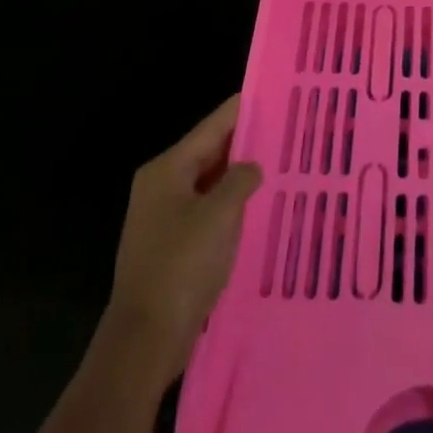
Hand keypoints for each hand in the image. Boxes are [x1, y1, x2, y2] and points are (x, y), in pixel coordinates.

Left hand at [100, 95, 261, 389]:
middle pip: (209, 153)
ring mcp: (164, 217)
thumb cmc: (181, 266)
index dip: (242, 109)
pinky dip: (231, 206)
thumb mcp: (219, 215)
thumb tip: (252, 167)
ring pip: (210, 183)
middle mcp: (162, 186)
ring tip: (280, 165)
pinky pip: (208, 212)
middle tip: (286, 131)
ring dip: (240, 177)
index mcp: (167, 170)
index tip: (272, 94)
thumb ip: (240, 180)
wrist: (145, 339)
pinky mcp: (172, 246)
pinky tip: (259, 208)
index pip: (211, 127)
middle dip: (245, 143)